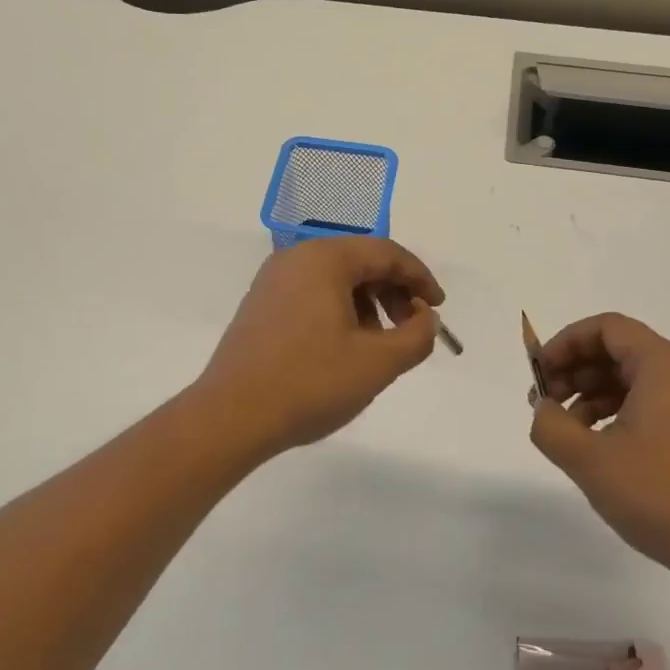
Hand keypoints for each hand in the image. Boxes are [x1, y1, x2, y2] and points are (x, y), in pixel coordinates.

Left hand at [198, 237, 445, 455]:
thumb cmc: (310, 383)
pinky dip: (339, 312)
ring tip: (379, 345)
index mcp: (324, 258)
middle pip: (360, 262)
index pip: (386, 253)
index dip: (420, 279)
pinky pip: (312, 294)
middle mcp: (296, 258)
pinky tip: (344, 348)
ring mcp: (273, 280)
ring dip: (367, 304)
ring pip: (336, 279)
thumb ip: (416, 336)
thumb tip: (426, 318)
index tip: (438, 309)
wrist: (231, 416)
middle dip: (393, 292)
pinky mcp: (260, 305)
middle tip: (411, 328)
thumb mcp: (377, 363)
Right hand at [529, 313, 669, 595]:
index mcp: (664, 365)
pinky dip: (618, 412)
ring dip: (593, 394)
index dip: (565, 343)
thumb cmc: (662, 496)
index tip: (540, 373)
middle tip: (547, 403)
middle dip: (575, 370)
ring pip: (634, 378)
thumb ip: (550, 425)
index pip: (606, 328)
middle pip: (619, 350)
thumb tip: (543, 409)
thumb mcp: (590, 460)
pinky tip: (600, 446)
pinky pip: (652, 402)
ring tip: (568, 429)